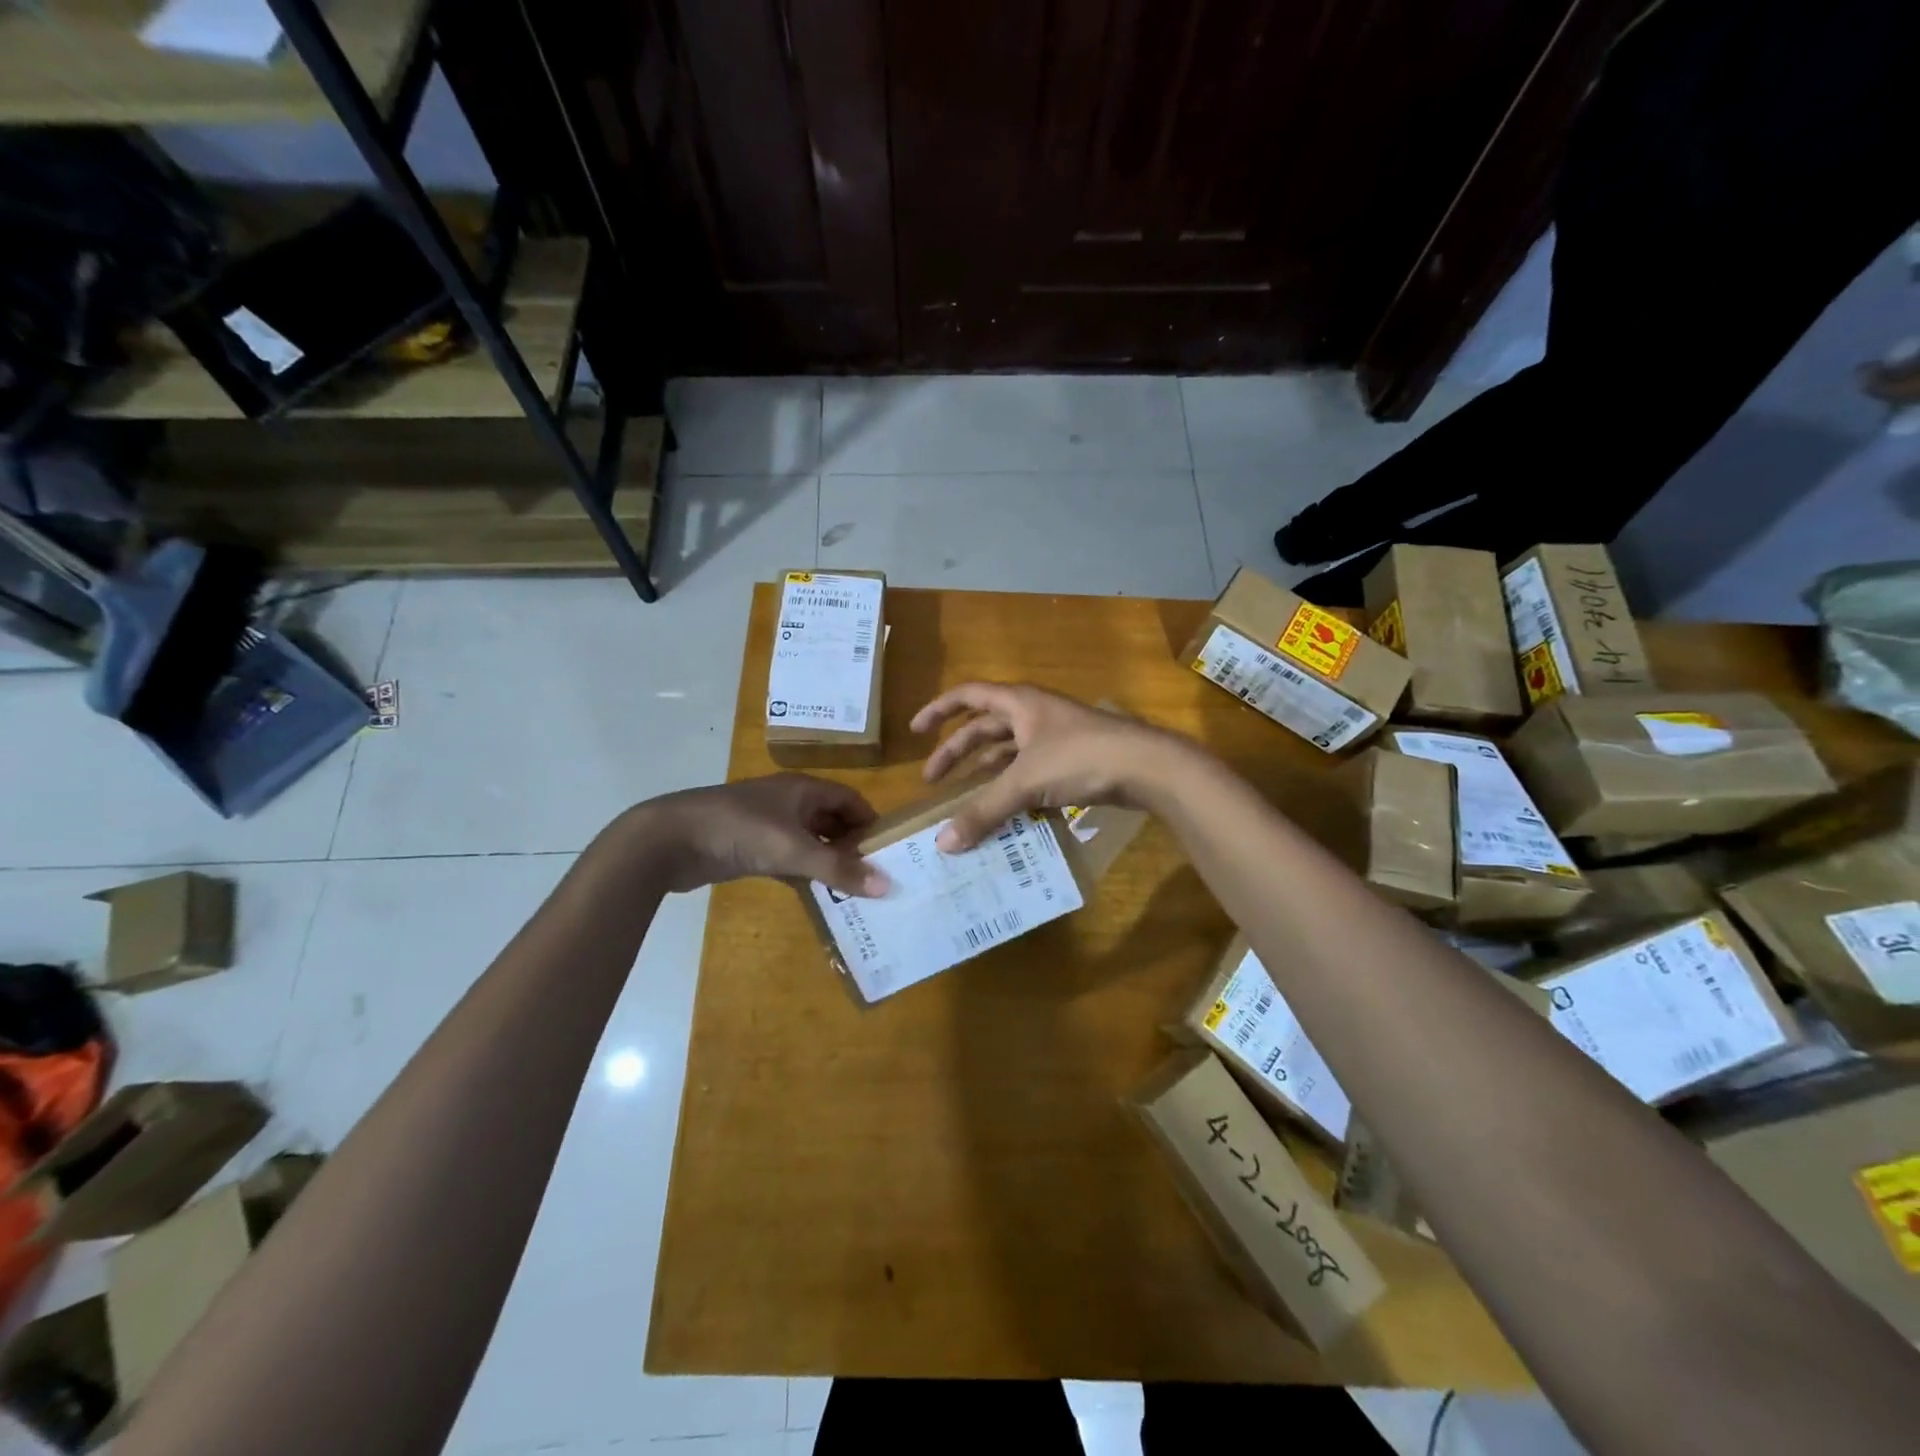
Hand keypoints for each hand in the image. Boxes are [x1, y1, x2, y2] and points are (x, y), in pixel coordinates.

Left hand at [633, 774, 889, 895]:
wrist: (671, 839)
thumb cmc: (740, 830)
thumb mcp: (794, 849)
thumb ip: (839, 869)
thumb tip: (887, 886)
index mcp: (804, 790)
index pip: (851, 800)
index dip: (871, 822)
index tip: (889, 853)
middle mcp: (790, 802)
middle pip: (832, 820)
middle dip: (852, 846)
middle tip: (874, 878)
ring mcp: (768, 824)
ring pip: (810, 841)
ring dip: (828, 862)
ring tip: (852, 892)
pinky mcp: (750, 847)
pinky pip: (788, 858)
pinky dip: (803, 873)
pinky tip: (815, 895)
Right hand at [910, 682, 1175, 850]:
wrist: (1147, 766)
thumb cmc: (1081, 757)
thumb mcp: (1026, 782)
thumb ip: (984, 811)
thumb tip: (943, 844)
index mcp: (1019, 703)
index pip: (967, 696)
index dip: (938, 711)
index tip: (915, 732)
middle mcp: (1033, 714)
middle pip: (984, 729)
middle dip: (957, 753)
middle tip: (933, 782)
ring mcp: (1054, 737)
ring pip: (1008, 753)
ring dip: (985, 774)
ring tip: (964, 801)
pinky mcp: (1071, 761)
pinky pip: (1029, 772)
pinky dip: (1013, 788)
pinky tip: (1004, 813)